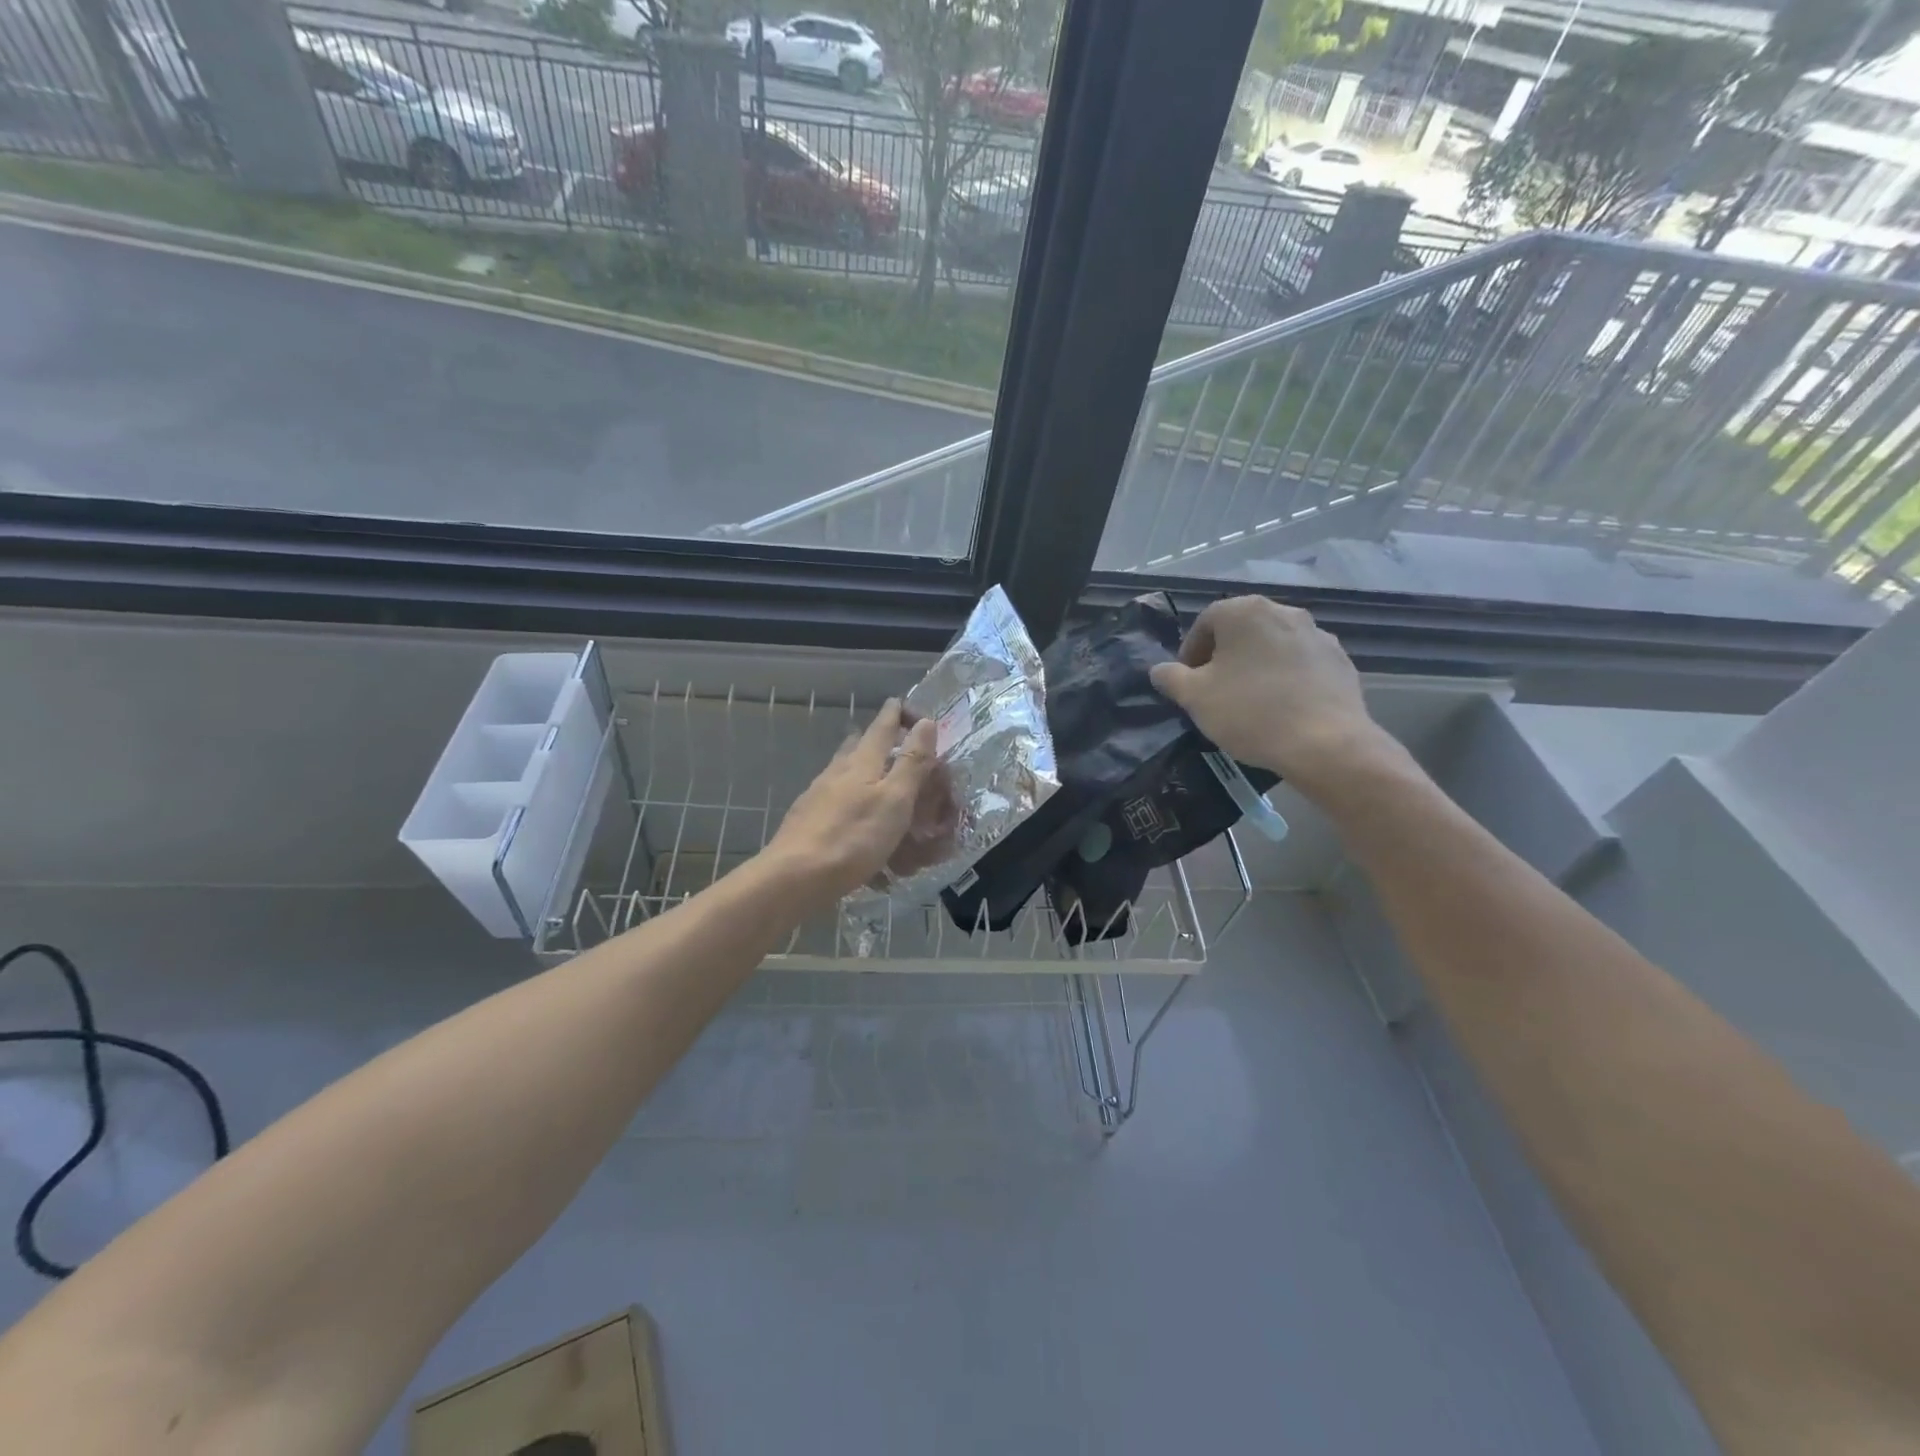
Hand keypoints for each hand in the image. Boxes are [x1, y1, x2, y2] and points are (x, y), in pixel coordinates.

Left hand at [762, 699, 940, 908]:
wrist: (794, 878)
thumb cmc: (852, 838)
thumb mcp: (894, 800)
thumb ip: (911, 762)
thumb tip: (926, 721)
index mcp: (861, 762)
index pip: (882, 726)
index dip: (897, 713)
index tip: (905, 704)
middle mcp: (836, 773)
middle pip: (857, 746)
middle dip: (876, 741)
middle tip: (894, 745)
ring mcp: (817, 798)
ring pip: (844, 775)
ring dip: (863, 774)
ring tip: (881, 788)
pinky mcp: (808, 824)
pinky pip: (836, 806)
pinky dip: (853, 808)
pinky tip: (860, 830)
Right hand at [1149, 597, 1397, 794]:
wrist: (1325, 743)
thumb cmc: (1250, 712)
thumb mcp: (1194, 697)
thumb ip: (1170, 678)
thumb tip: (1159, 670)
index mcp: (1245, 611)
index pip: (1205, 622)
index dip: (1190, 652)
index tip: (1188, 682)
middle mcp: (1284, 612)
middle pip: (1242, 631)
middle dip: (1224, 657)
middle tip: (1215, 690)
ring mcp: (1318, 635)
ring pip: (1273, 646)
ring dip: (1256, 666)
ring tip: (1250, 701)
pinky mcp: (1340, 661)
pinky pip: (1301, 664)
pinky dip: (1286, 678)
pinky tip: (1282, 708)